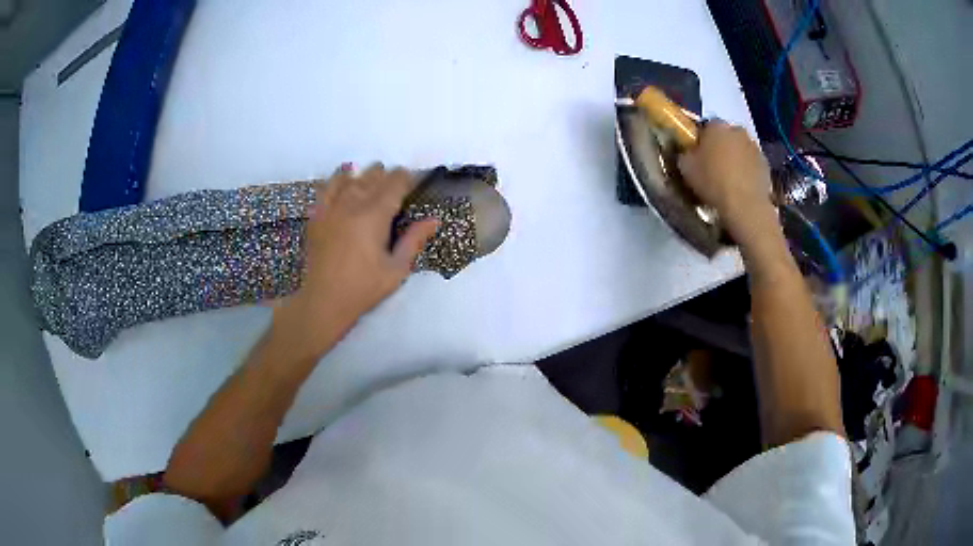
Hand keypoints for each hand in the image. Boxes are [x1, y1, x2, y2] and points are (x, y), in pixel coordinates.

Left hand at [274, 164, 438, 355]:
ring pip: (351, 178)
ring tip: (375, 178)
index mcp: (374, 216)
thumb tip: (434, 219)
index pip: (395, 183)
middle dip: (389, 176)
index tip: (416, 181)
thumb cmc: (364, 288)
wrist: (324, 301)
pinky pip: (327, 187)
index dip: (408, 178)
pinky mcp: (317, 216)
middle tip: (399, 185)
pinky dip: (338, 179)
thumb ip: (414, 240)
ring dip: (366, 175)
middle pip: (373, 176)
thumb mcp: (396, 269)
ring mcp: (331, 208)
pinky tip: (345, 179)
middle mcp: (352, 204)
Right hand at [677, 122, 776, 245]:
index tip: (698, 154)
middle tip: (714, 165)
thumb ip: (685, 154)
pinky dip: (748, 171)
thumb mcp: (686, 168)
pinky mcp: (766, 164)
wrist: (745, 206)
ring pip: (741, 149)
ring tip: (729, 178)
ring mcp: (754, 147)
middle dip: (721, 146)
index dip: (702, 140)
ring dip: (736, 158)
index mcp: (716, 126)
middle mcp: (737, 130)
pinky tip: (742, 186)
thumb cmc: (713, 183)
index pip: (706, 126)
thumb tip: (687, 152)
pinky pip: (752, 164)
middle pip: (726, 136)